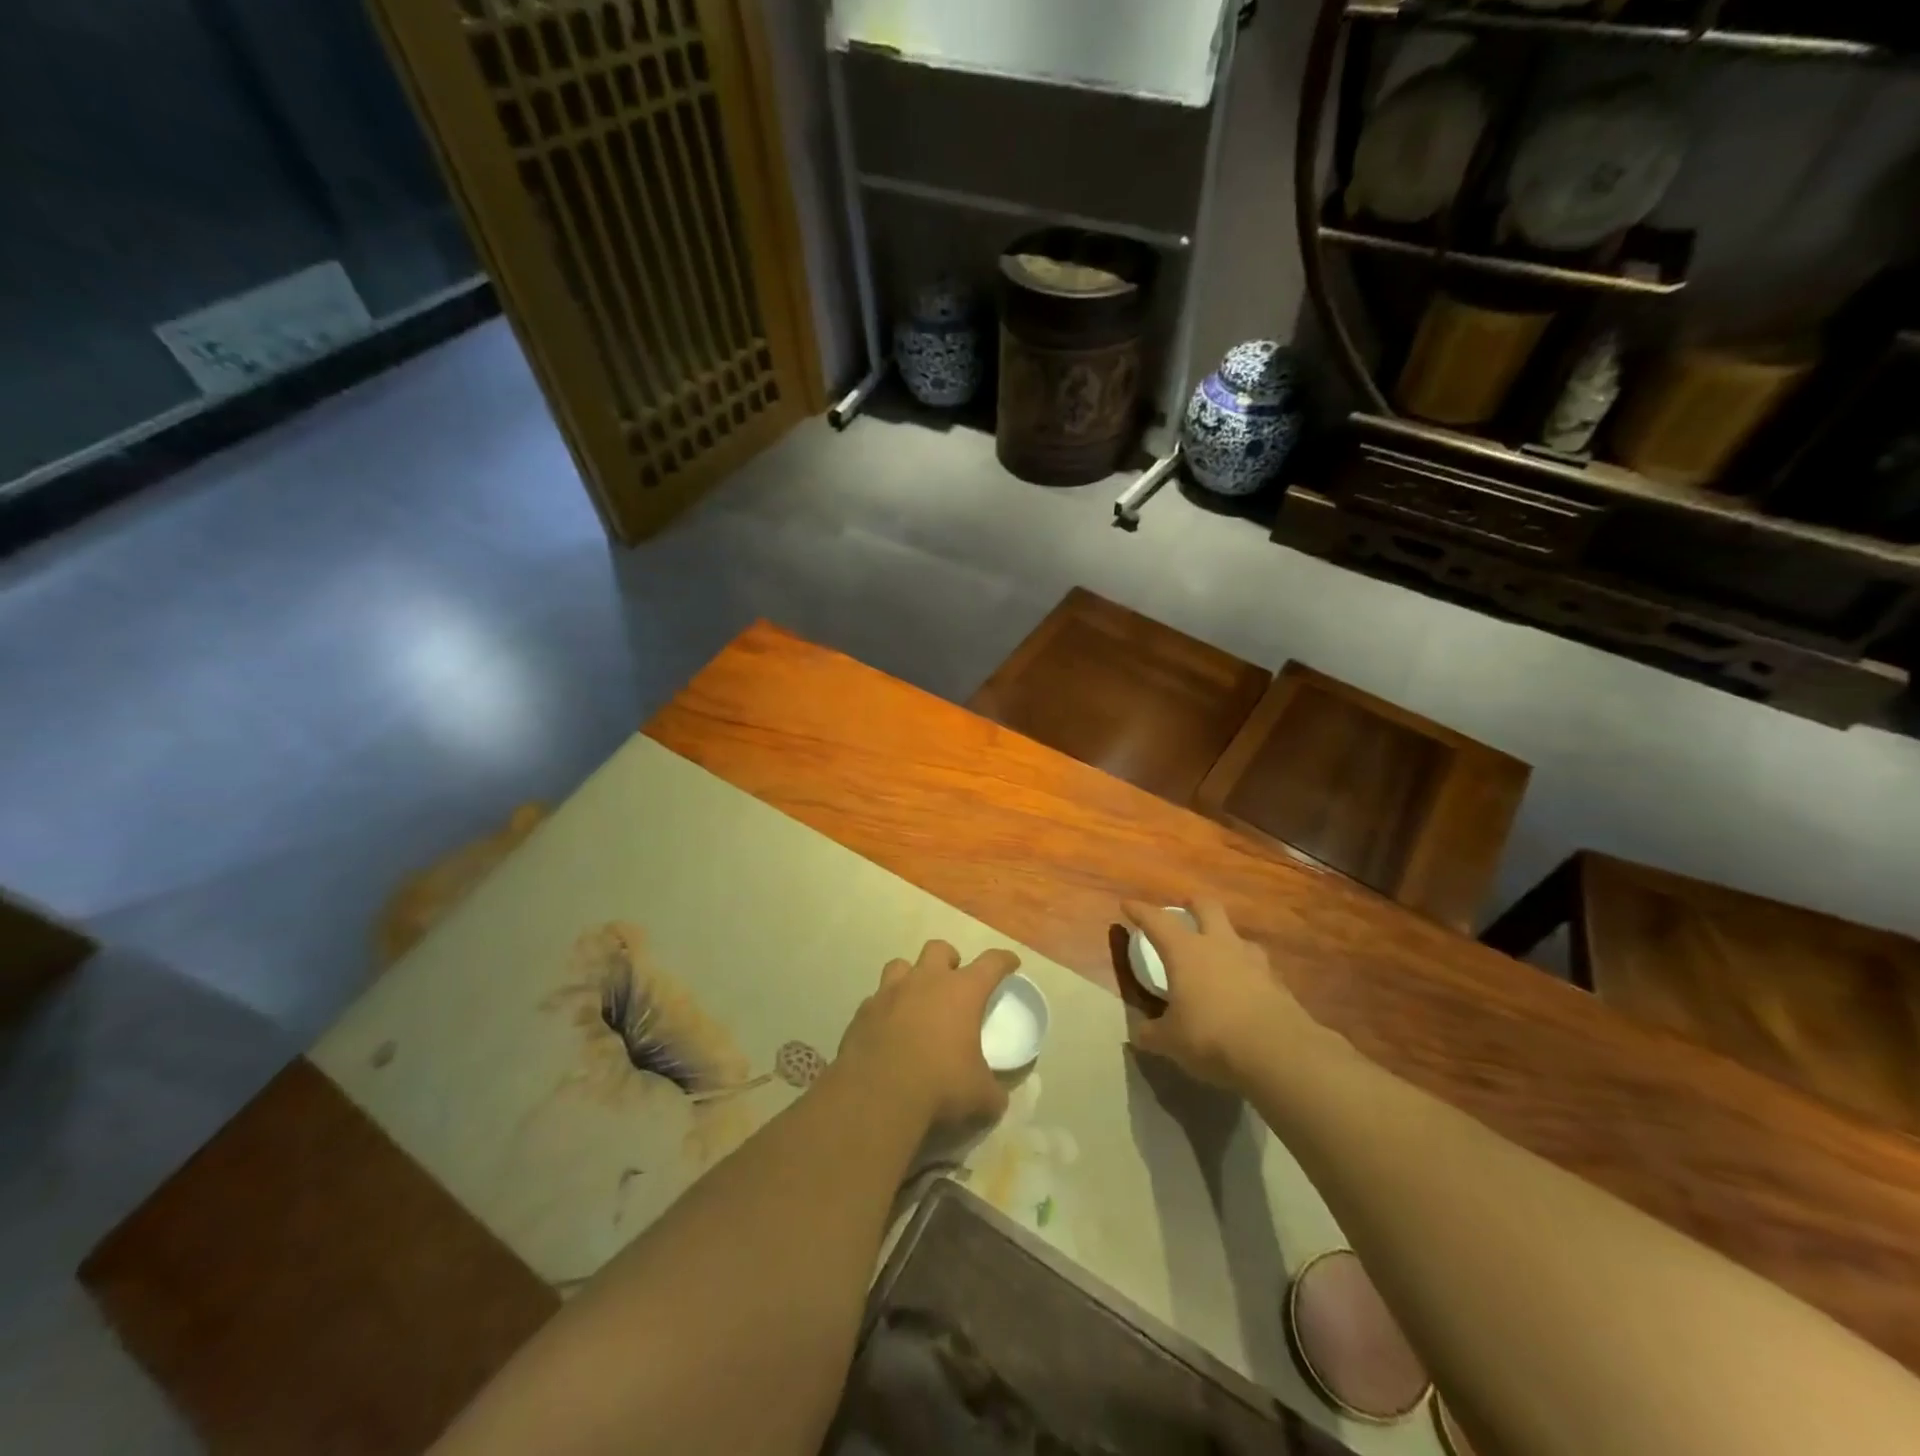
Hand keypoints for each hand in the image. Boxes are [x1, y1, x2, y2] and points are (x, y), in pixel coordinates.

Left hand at [835, 940, 1019, 1129]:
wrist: (877, 1094)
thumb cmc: (939, 1085)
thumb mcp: (979, 1096)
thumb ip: (992, 1092)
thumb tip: (997, 1099)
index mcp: (962, 991)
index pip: (991, 963)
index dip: (1003, 961)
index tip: (1010, 963)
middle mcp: (926, 981)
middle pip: (939, 949)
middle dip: (949, 959)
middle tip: (953, 980)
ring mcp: (890, 992)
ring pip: (900, 965)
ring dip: (911, 977)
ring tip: (915, 998)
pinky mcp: (863, 1011)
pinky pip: (876, 999)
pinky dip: (884, 1008)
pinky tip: (887, 1028)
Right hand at [1124, 899, 1321, 1088]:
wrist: (1278, 1052)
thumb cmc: (1211, 1037)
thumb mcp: (1170, 1041)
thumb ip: (1151, 1033)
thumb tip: (1139, 1033)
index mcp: (1185, 951)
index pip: (1156, 921)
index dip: (1140, 911)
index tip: (1127, 905)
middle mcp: (1219, 945)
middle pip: (1207, 907)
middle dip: (1193, 904)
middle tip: (1185, 909)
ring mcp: (1253, 961)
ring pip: (1237, 935)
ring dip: (1225, 938)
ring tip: (1218, 953)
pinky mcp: (1277, 983)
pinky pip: (1257, 967)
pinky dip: (1246, 971)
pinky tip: (1244, 989)